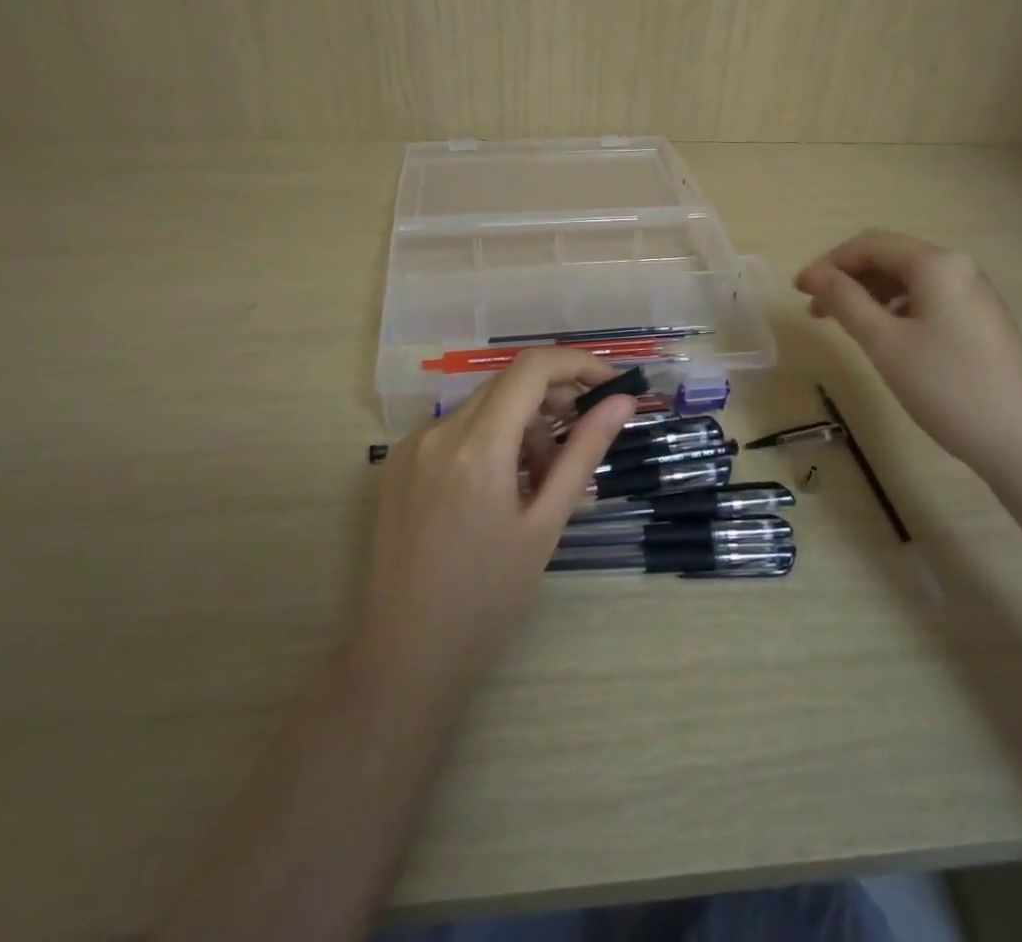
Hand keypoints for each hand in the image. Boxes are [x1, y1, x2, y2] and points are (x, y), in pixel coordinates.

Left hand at [353, 349, 635, 693]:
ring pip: (483, 405)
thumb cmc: (487, 600)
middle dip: (555, 397)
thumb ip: (583, 454)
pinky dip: (492, 438)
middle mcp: (438, 432)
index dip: (578, 364)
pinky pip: (457, 429)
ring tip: (544, 475)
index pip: (533, 369)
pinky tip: (504, 484)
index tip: (610, 385)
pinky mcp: (399, 463)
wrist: (403, 656)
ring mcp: (412, 446)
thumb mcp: (545, 525)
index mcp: (477, 447)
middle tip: (585, 436)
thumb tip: (621, 403)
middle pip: (508, 383)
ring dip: (524, 421)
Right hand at [795, 230, 1021, 474]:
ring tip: (841, 325)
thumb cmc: (946, 386)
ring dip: (869, 295)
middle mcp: (958, 268)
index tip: (798, 290)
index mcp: (936, 264)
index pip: (870, 245)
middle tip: (814, 310)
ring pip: (908, 281)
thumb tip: (814, 274)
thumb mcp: (884, 342)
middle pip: (890, 258)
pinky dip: (895, 310)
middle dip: (847, 278)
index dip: (828, 263)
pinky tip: (883, 337)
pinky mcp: (981, 322)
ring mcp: (974, 295)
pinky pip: (927, 300)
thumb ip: (844, 301)